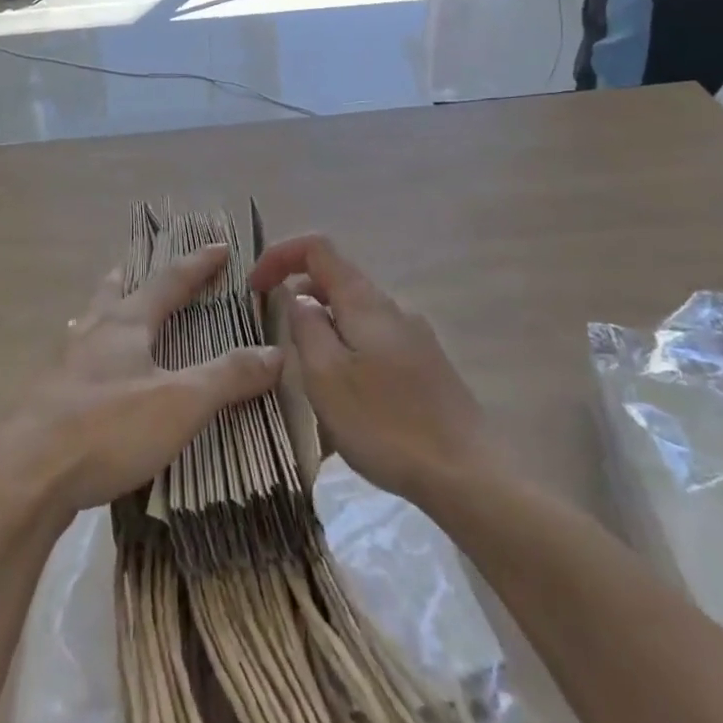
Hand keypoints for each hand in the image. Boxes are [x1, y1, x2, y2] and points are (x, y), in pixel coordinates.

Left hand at [0, 245, 282, 520]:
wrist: (20, 476)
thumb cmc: (106, 427)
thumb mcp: (180, 403)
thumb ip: (228, 377)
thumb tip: (276, 351)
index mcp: (126, 324)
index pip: (169, 281)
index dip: (197, 264)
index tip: (220, 246)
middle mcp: (91, 334)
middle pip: (114, 292)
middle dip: (133, 277)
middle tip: (138, 264)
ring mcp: (61, 366)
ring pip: (88, 324)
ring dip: (105, 312)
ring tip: (110, 314)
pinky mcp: (43, 401)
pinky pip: (73, 363)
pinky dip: (88, 355)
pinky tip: (88, 378)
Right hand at [249, 235, 485, 501]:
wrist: (469, 474)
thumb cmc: (386, 424)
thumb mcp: (326, 376)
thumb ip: (306, 327)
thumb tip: (298, 298)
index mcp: (365, 301)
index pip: (317, 248)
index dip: (280, 256)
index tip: (253, 288)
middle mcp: (392, 307)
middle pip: (337, 279)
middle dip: (299, 295)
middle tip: (276, 338)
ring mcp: (415, 335)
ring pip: (356, 313)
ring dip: (323, 326)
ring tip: (309, 373)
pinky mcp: (426, 365)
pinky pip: (375, 339)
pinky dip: (347, 347)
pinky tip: (348, 395)